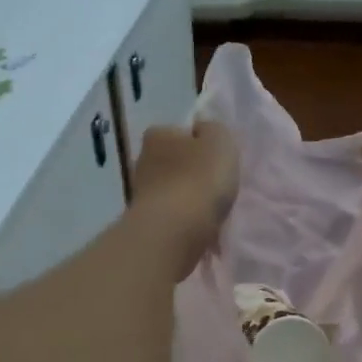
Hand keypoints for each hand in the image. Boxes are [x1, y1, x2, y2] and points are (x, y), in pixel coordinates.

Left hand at [131, 120, 238, 277]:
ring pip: (172, 190)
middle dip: (192, 172)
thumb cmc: (199, 178)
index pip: (180, 132)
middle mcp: (143, 160)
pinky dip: (184, 220)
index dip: (199, 143)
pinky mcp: (146, 221)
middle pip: (174, 162)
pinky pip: (171, 215)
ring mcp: (141, 193)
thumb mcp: (220, 140)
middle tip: (215, 186)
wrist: (175, 231)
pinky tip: (199, 228)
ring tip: (211, 211)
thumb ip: (213, 129)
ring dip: (188, 198)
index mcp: (157, 135)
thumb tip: (201, 130)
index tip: (216, 159)